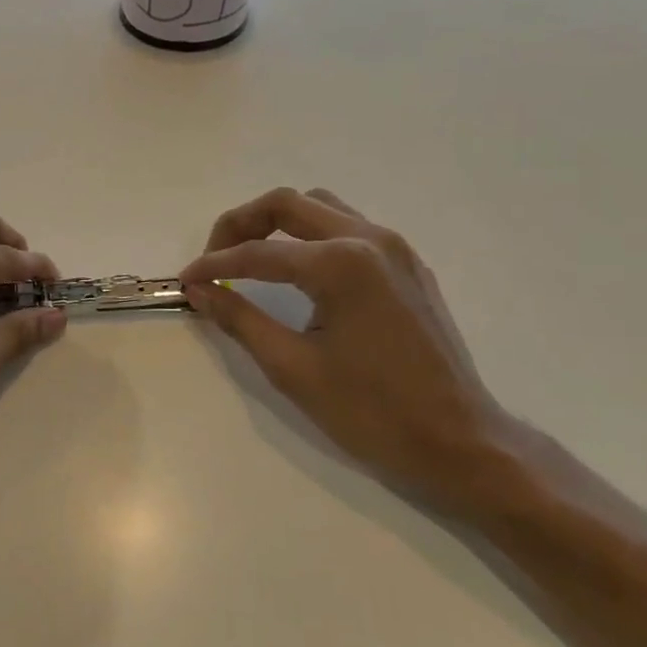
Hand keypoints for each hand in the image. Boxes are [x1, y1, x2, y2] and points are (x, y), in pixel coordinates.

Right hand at [180, 187, 532, 517]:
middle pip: (288, 203)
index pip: (259, 252)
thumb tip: (200, 291)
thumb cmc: (372, 413)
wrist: (460, 442)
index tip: (185, 280)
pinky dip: (312, 236)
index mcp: (341, 264)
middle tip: (213, 258)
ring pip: (322, 206)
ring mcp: (395, 248)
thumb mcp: (293, 368)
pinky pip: (349, 227)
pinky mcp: (408, 265)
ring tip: (250, 258)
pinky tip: (297, 271)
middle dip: (241, 224)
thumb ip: (240, 320)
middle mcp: (370, 239)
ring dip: (278, 223)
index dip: (214, 264)